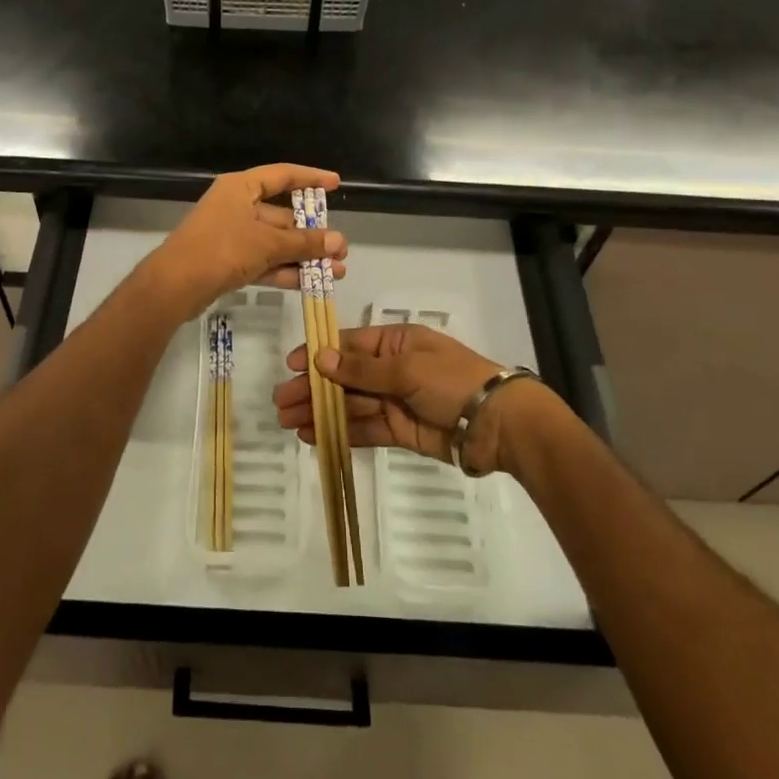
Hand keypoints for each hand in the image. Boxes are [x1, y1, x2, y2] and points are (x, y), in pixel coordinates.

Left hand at [140, 164, 347, 323]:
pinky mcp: (228, 261)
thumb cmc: (221, 249)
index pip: (282, 175)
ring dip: (303, 256)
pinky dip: (285, 270)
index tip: (336, 184)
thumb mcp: (267, 243)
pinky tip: (311, 283)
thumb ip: (304, 243)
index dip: (310, 178)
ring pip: (275, 242)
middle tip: (341, 249)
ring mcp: (232, 235)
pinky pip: (264, 260)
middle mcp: (236, 206)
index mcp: (241, 187)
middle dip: (312, 234)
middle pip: (282, 214)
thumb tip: (339, 241)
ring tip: (336, 271)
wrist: (175, 286)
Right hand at [273, 322, 553, 475]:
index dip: (319, 354)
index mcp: (396, 342)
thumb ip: (361, 369)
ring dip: (320, 411)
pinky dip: (340, 431)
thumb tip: (320, 358)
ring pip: (350, 404)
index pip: (350, 345)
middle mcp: (392, 368)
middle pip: (344, 376)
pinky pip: (363, 428)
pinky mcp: (399, 430)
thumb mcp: (406, 368)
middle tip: (280, 401)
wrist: (497, 425)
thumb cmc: (452, 382)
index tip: (292, 366)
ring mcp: (395, 400)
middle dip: (313, 388)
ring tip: (288, 421)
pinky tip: (314, 435)